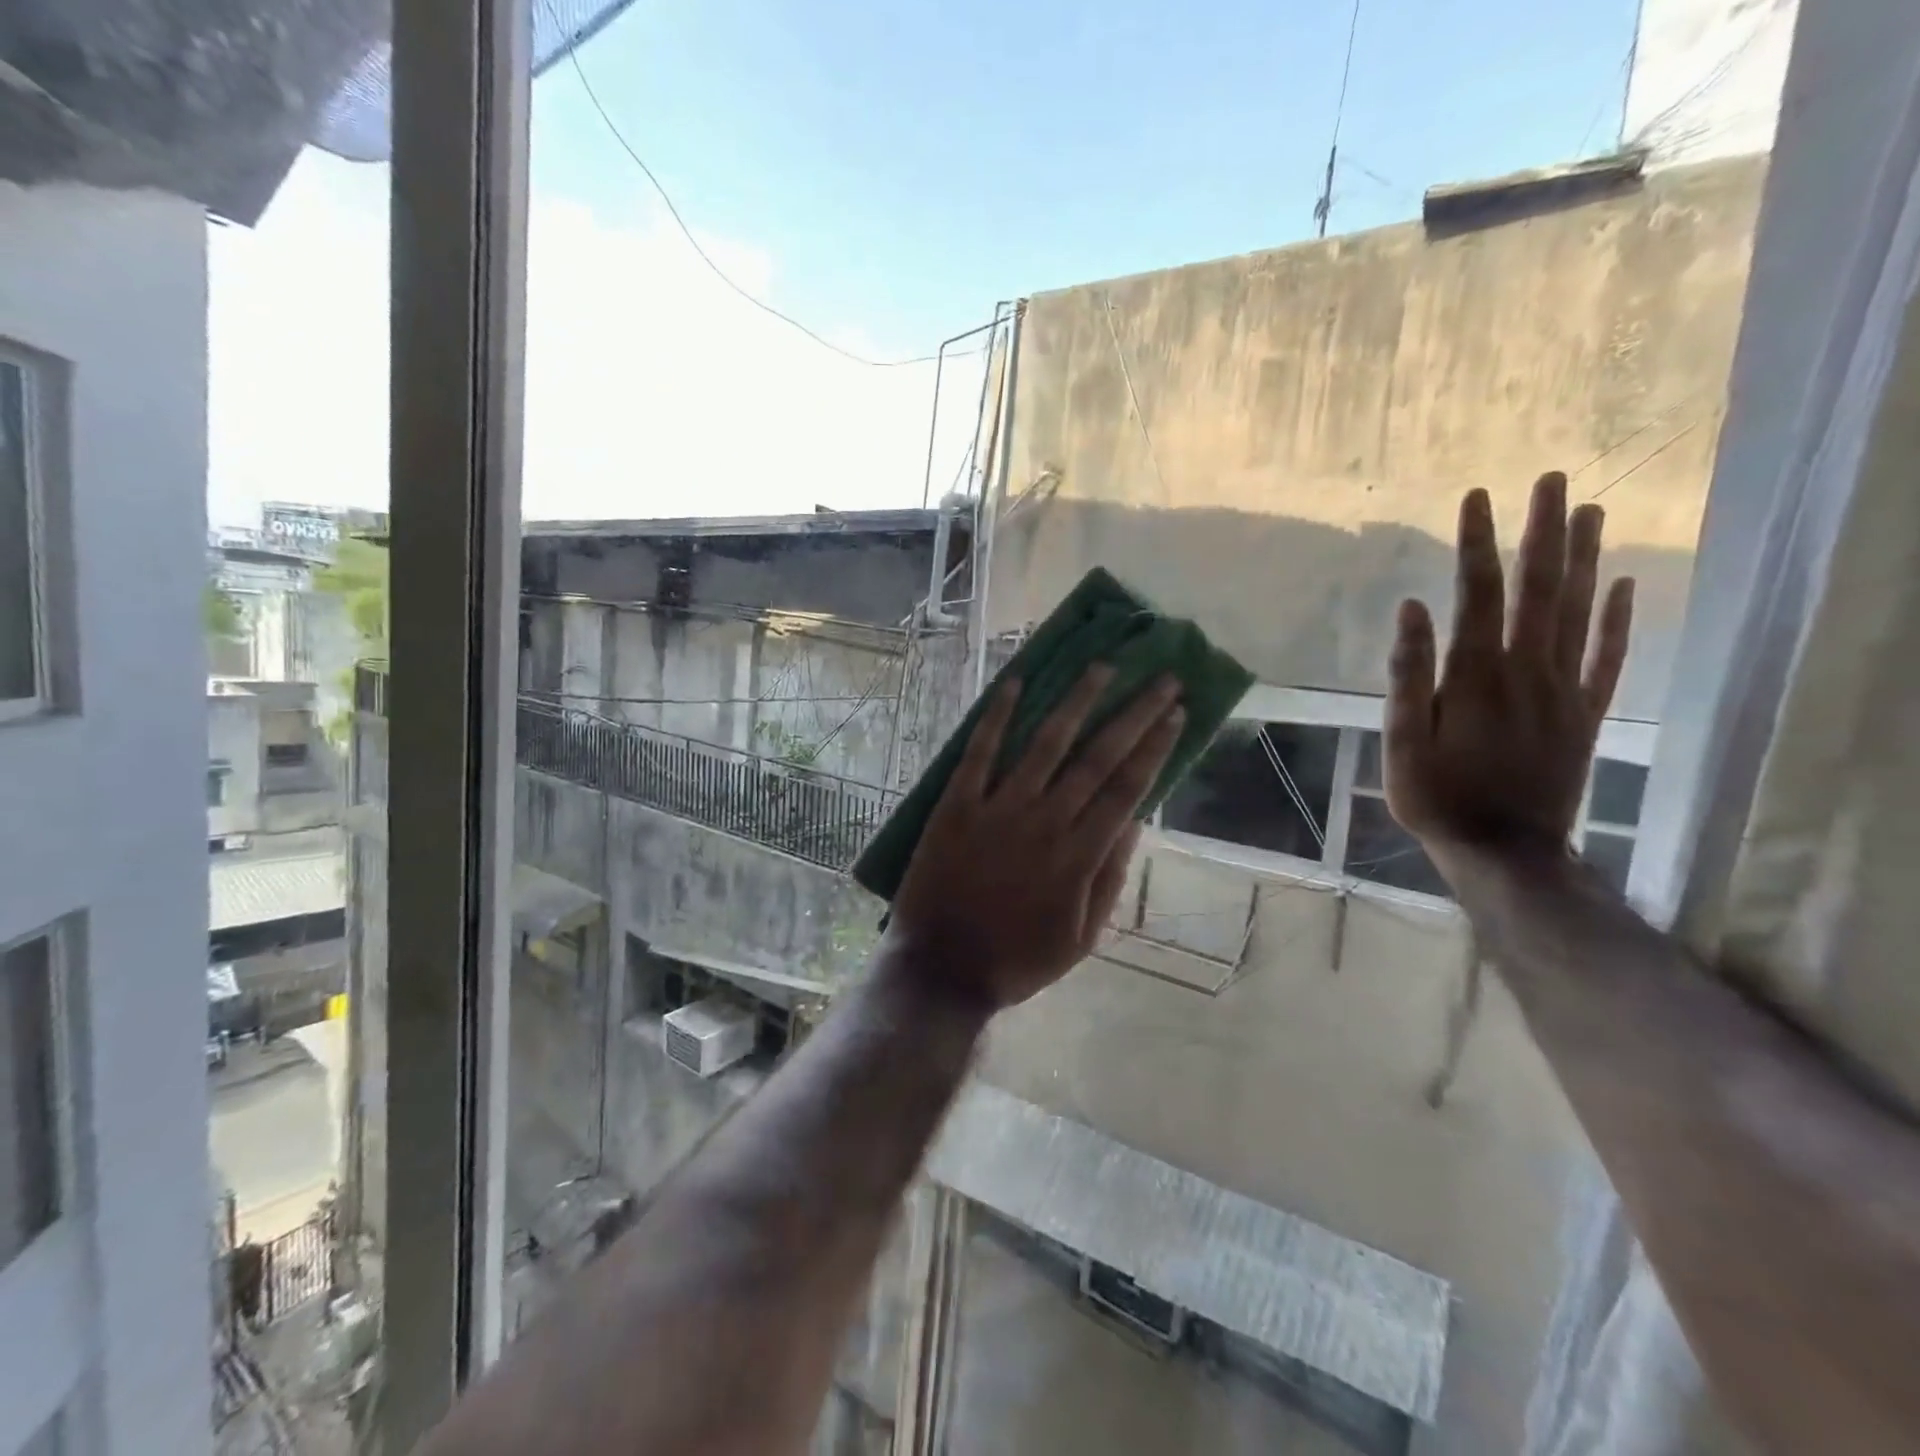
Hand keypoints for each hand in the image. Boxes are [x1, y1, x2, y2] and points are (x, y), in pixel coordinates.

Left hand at [889, 666, 1184, 1011]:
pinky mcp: (956, 805)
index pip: (1128, 788)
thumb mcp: (1081, 937)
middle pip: (1098, 757)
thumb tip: (1136, 820)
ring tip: (1101, 667)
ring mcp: (998, 809)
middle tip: (1160, 678)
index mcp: (1079, 855)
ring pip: (1045, 744)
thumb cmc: (1017, 960)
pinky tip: (1015, 682)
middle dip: (1133, 713)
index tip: (1176, 712)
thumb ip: (1109, 877)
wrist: (942, 970)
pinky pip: (979, 753)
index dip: (1156, 746)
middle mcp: (1045, 822)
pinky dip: (997, 716)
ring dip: (1077, 701)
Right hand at [1385, 472, 1634, 857]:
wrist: (1504, 850)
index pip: (1479, 593)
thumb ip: (1409, 675)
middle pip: (1540, 588)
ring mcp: (1564, 690)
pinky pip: (1609, 657)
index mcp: (1476, 675)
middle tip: (1552, 479)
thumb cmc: (1437, 797)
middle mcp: (1527, 669)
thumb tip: (1412, 609)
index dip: (1478, 542)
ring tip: (1590, 510)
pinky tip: (1623, 585)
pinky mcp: (1585, 713)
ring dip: (1583, 559)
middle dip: (1543, 531)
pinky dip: (1619, 619)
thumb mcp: (1402, 741)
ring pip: (1579, 611)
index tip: (1477, 497)